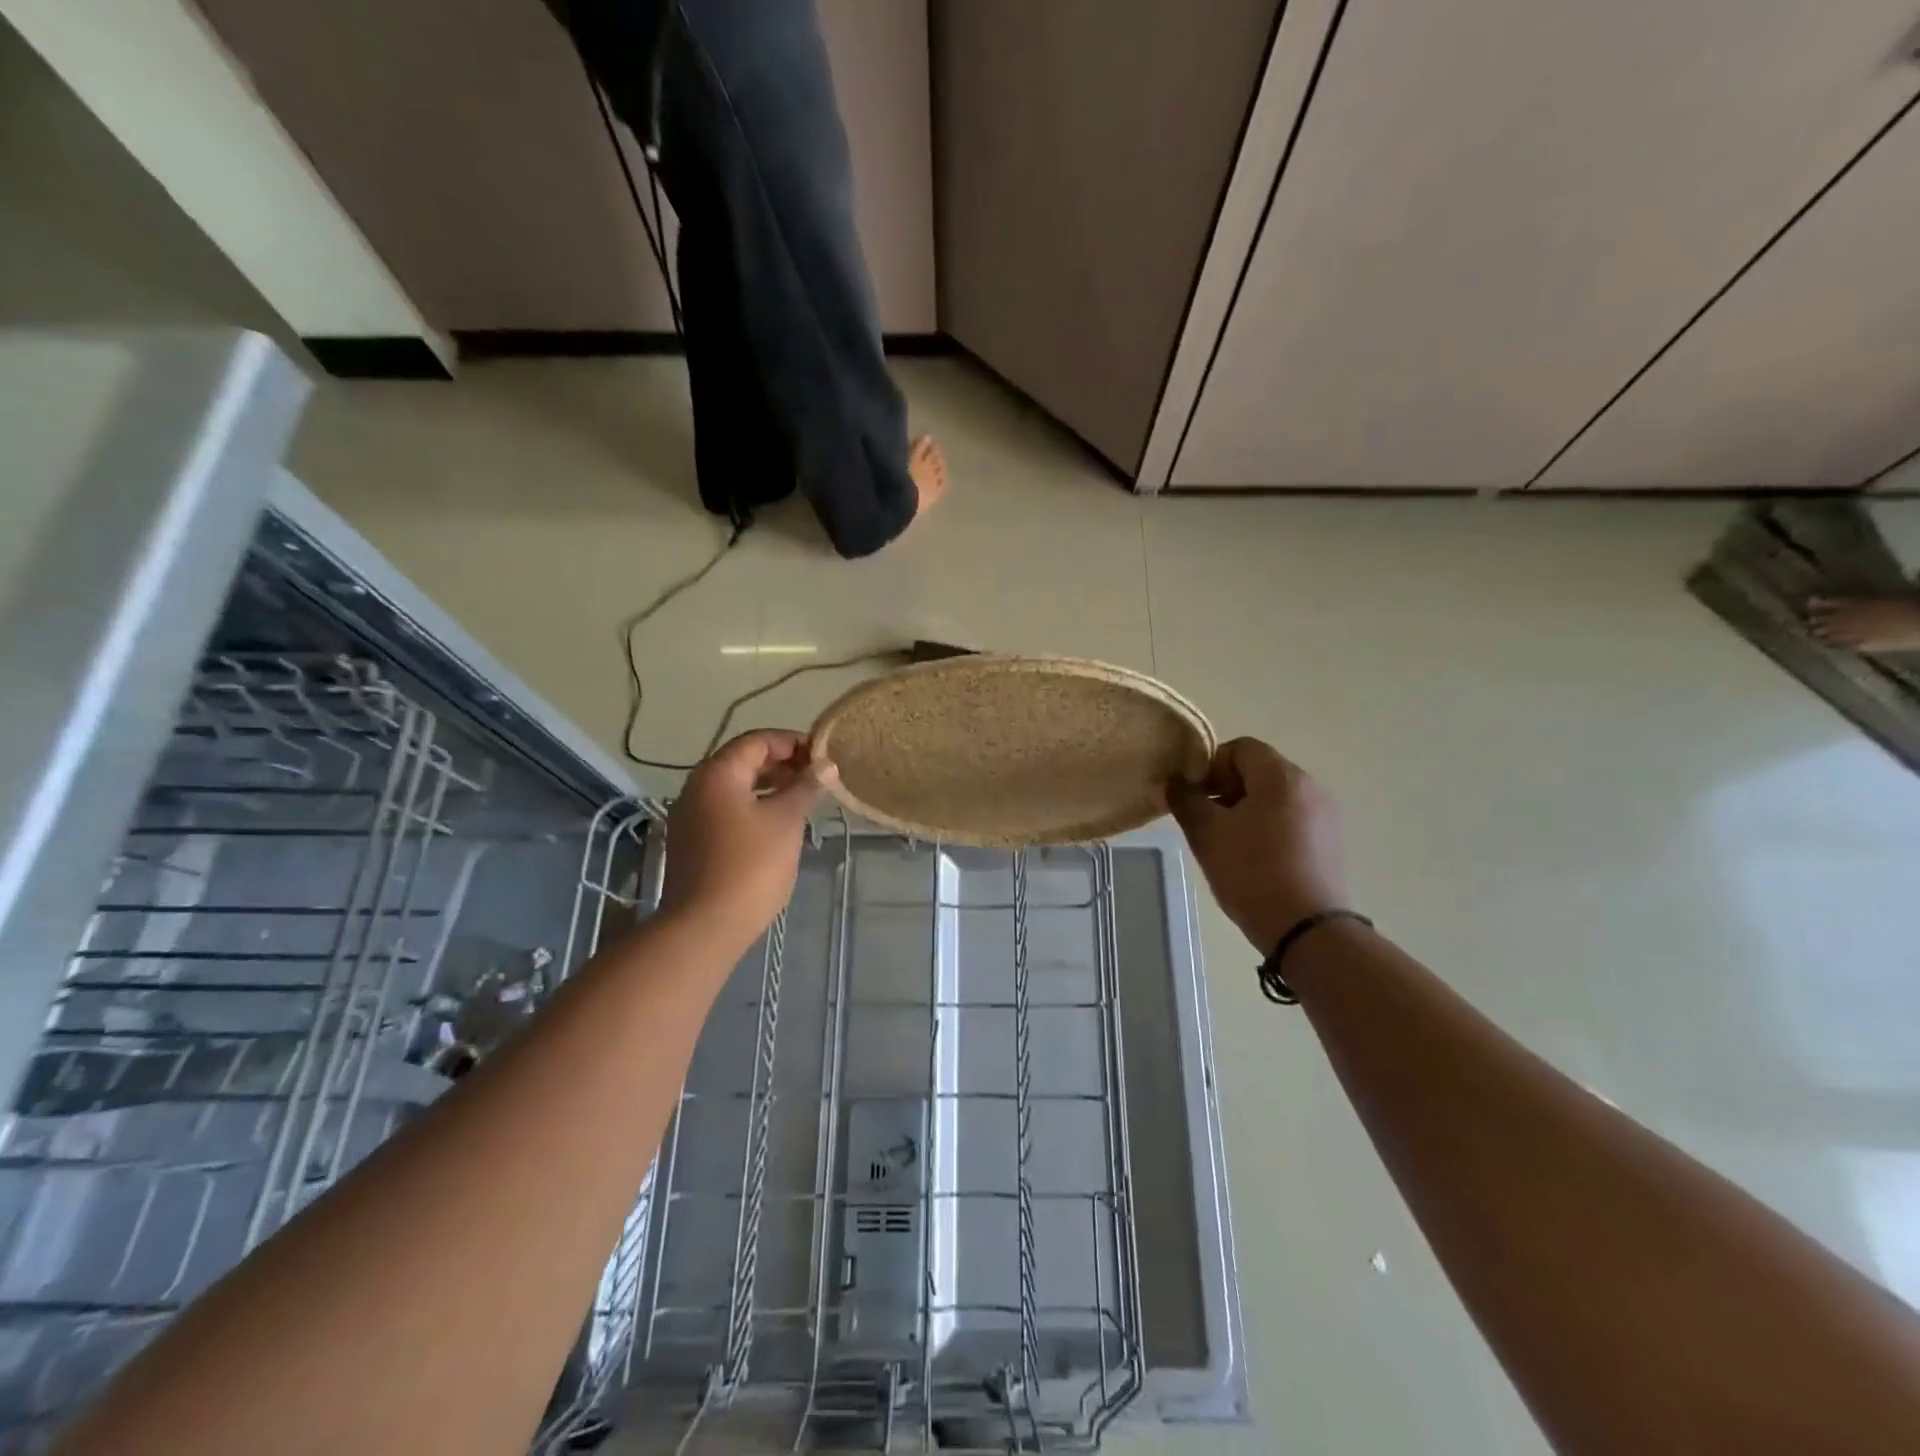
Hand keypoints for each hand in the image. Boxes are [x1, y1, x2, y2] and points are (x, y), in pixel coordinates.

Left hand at [661, 730, 833, 950]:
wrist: (705, 925)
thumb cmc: (751, 865)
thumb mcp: (786, 821)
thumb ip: (806, 787)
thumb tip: (825, 765)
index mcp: (717, 773)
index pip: (757, 741)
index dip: (792, 742)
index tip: (823, 756)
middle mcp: (696, 787)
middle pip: (743, 761)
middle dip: (781, 764)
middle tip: (816, 777)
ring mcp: (690, 816)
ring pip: (735, 787)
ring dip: (769, 786)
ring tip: (802, 799)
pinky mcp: (691, 842)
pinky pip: (726, 810)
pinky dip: (753, 807)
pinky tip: (777, 824)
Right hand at [1167, 738, 1348, 953]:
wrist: (1307, 930)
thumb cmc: (1252, 873)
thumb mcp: (1207, 834)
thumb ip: (1185, 799)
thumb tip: (1175, 782)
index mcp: (1282, 777)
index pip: (1240, 748)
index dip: (1210, 766)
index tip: (1194, 796)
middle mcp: (1310, 786)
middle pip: (1259, 770)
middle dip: (1226, 788)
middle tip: (1205, 820)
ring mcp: (1326, 815)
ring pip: (1275, 796)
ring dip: (1245, 808)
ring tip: (1227, 842)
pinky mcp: (1331, 841)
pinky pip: (1292, 818)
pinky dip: (1268, 826)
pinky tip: (1254, 858)